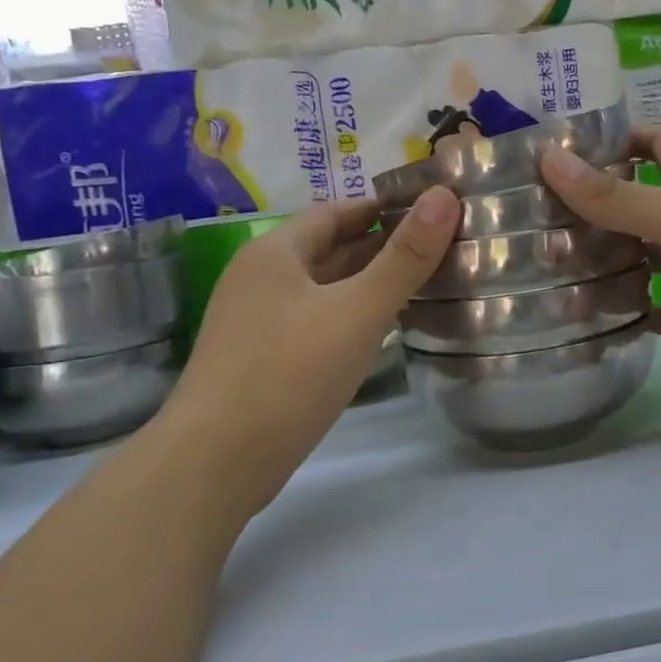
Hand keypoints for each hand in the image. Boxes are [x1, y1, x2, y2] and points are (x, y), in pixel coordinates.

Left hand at [161, 188, 460, 508]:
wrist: (215, 464)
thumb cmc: (289, 373)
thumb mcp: (358, 311)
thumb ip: (405, 257)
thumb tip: (445, 197)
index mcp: (274, 253)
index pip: (334, 211)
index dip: (381, 207)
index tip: (428, 211)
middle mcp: (260, 279)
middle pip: (327, 248)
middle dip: (379, 245)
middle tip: (435, 247)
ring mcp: (256, 322)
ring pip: (321, 289)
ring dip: (365, 283)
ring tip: (420, 284)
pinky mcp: (260, 360)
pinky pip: (314, 321)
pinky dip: (348, 316)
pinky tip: (379, 331)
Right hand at [540, 126, 660, 383]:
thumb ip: (615, 197)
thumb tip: (548, 158)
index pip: (655, 143)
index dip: (619, 138)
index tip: (571, 153)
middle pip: (640, 204)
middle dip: (596, 212)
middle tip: (541, 230)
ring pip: (646, 260)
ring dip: (608, 268)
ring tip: (555, 282)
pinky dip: (635, 314)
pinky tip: (598, 325)